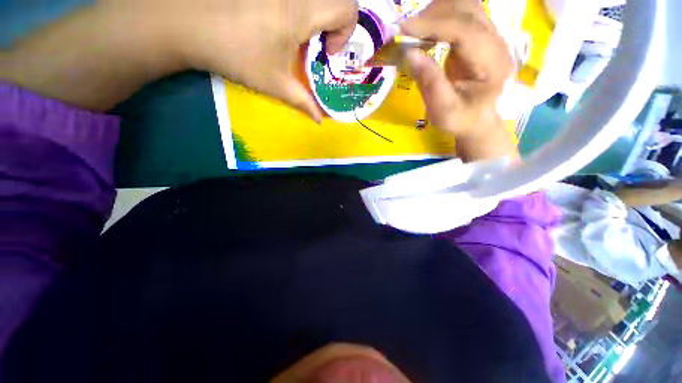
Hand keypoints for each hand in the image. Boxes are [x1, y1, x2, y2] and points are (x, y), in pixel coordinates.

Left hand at [111, 0, 357, 120]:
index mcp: (303, 10)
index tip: (327, 52)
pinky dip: (302, 7)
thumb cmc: (236, 53)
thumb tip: (320, 121)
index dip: (346, 33)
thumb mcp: (276, 84)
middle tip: (319, 41)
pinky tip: (283, 21)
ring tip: (302, 33)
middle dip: (336, 22)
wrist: (187, 23)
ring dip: (318, 13)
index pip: (348, 9)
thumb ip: (304, 102)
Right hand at [400, 0, 517, 161]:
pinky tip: (426, 34)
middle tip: (406, 34)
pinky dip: (439, 18)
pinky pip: (459, 14)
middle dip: (432, 16)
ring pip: (462, 6)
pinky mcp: (479, 36)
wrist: (478, 119)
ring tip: (414, 33)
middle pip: (465, 9)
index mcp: (492, 61)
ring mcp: (489, 35)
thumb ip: (430, 83)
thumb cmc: (462, 119)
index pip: (464, 29)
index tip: (402, 28)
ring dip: (435, 14)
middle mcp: (495, 40)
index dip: (432, 25)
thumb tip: (409, 54)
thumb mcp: (444, 110)